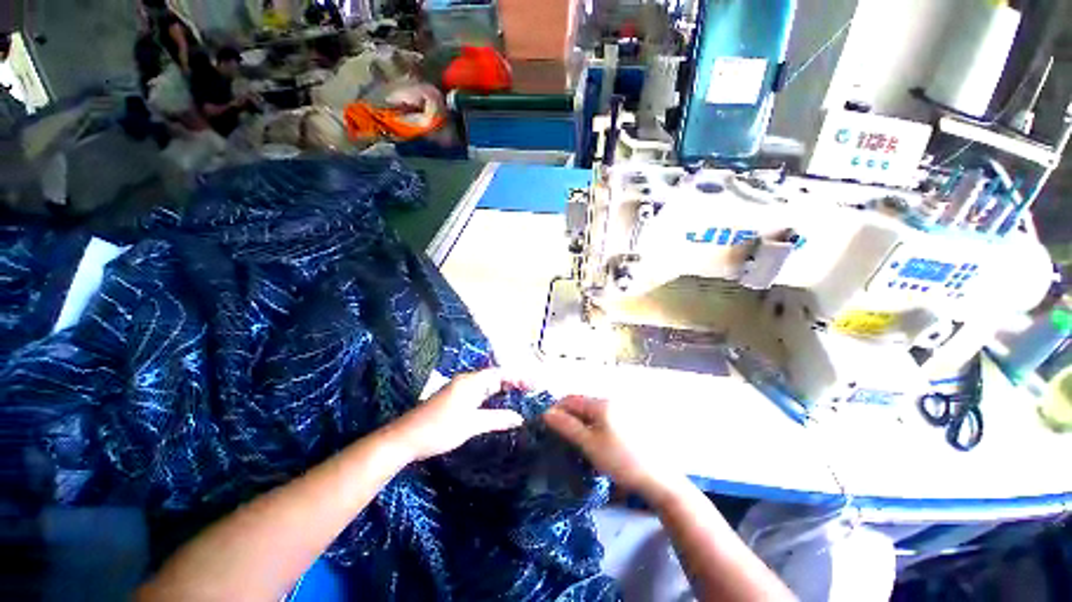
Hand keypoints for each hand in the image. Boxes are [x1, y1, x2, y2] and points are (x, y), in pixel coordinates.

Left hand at [388, 369, 525, 461]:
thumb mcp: (471, 425)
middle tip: (530, 390)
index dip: (518, 378)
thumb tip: (519, 418)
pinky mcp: (454, 397)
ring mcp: (459, 388)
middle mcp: (466, 380)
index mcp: (471, 382)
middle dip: (513, 381)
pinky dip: (492, 395)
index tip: (534, 385)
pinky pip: (479, 391)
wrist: (405, 438)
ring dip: (503, 388)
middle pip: (494, 376)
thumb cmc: (439, 430)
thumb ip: (497, 419)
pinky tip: (498, 403)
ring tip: (520, 395)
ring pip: (487, 384)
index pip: (500, 374)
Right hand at [544, 396, 683, 499]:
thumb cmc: (621, 460)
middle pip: (581, 403)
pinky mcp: (627, 421)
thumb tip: (547, 413)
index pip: (570, 399)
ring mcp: (621, 410)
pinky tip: (592, 441)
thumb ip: (567, 426)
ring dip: (579, 421)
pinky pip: (602, 418)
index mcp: (601, 404)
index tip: (545, 424)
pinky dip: (592, 426)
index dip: (555, 409)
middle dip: (567, 415)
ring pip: (591, 411)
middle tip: (558, 434)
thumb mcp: (589, 444)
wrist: (658, 479)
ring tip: (573, 440)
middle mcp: (611, 401)